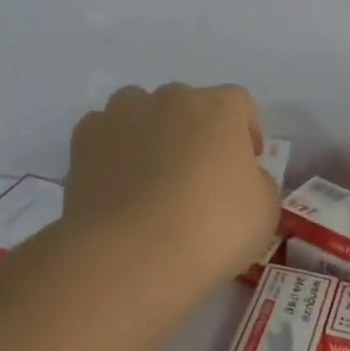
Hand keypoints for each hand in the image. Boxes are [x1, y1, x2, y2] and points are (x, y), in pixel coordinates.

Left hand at [64, 83, 276, 285]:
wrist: (131, 253)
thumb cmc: (211, 229)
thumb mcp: (264, 212)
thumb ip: (258, 182)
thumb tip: (244, 177)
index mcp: (220, 107)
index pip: (239, 104)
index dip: (245, 131)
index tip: (246, 163)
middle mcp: (172, 97)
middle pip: (189, 104)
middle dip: (195, 131)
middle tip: (197, 174)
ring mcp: (124, 113)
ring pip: (141, 109)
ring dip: (150, 131)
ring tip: (150, 175)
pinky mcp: (85, 137)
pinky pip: (104, 132)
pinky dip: (111, 149)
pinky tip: (115, 183)